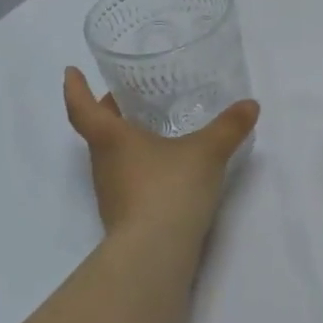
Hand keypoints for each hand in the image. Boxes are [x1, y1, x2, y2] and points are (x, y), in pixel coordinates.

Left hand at [63, 67, 258, 240]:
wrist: (155, 252)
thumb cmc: (170, 188)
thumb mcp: (207, 152)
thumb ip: (229, 127)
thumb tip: (251, 105)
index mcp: (111, 138)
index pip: (82, 108)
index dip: (75, 87)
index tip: (70, 71)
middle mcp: (104, 163)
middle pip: (98, 131)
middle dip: (109, 112)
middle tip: (129, 96)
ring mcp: (112, 192)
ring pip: (112, 156)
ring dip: (125, 140)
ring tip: (152, 128)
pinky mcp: (125, 214)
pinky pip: (128, 179)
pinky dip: (140, 166)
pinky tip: (164, 167)